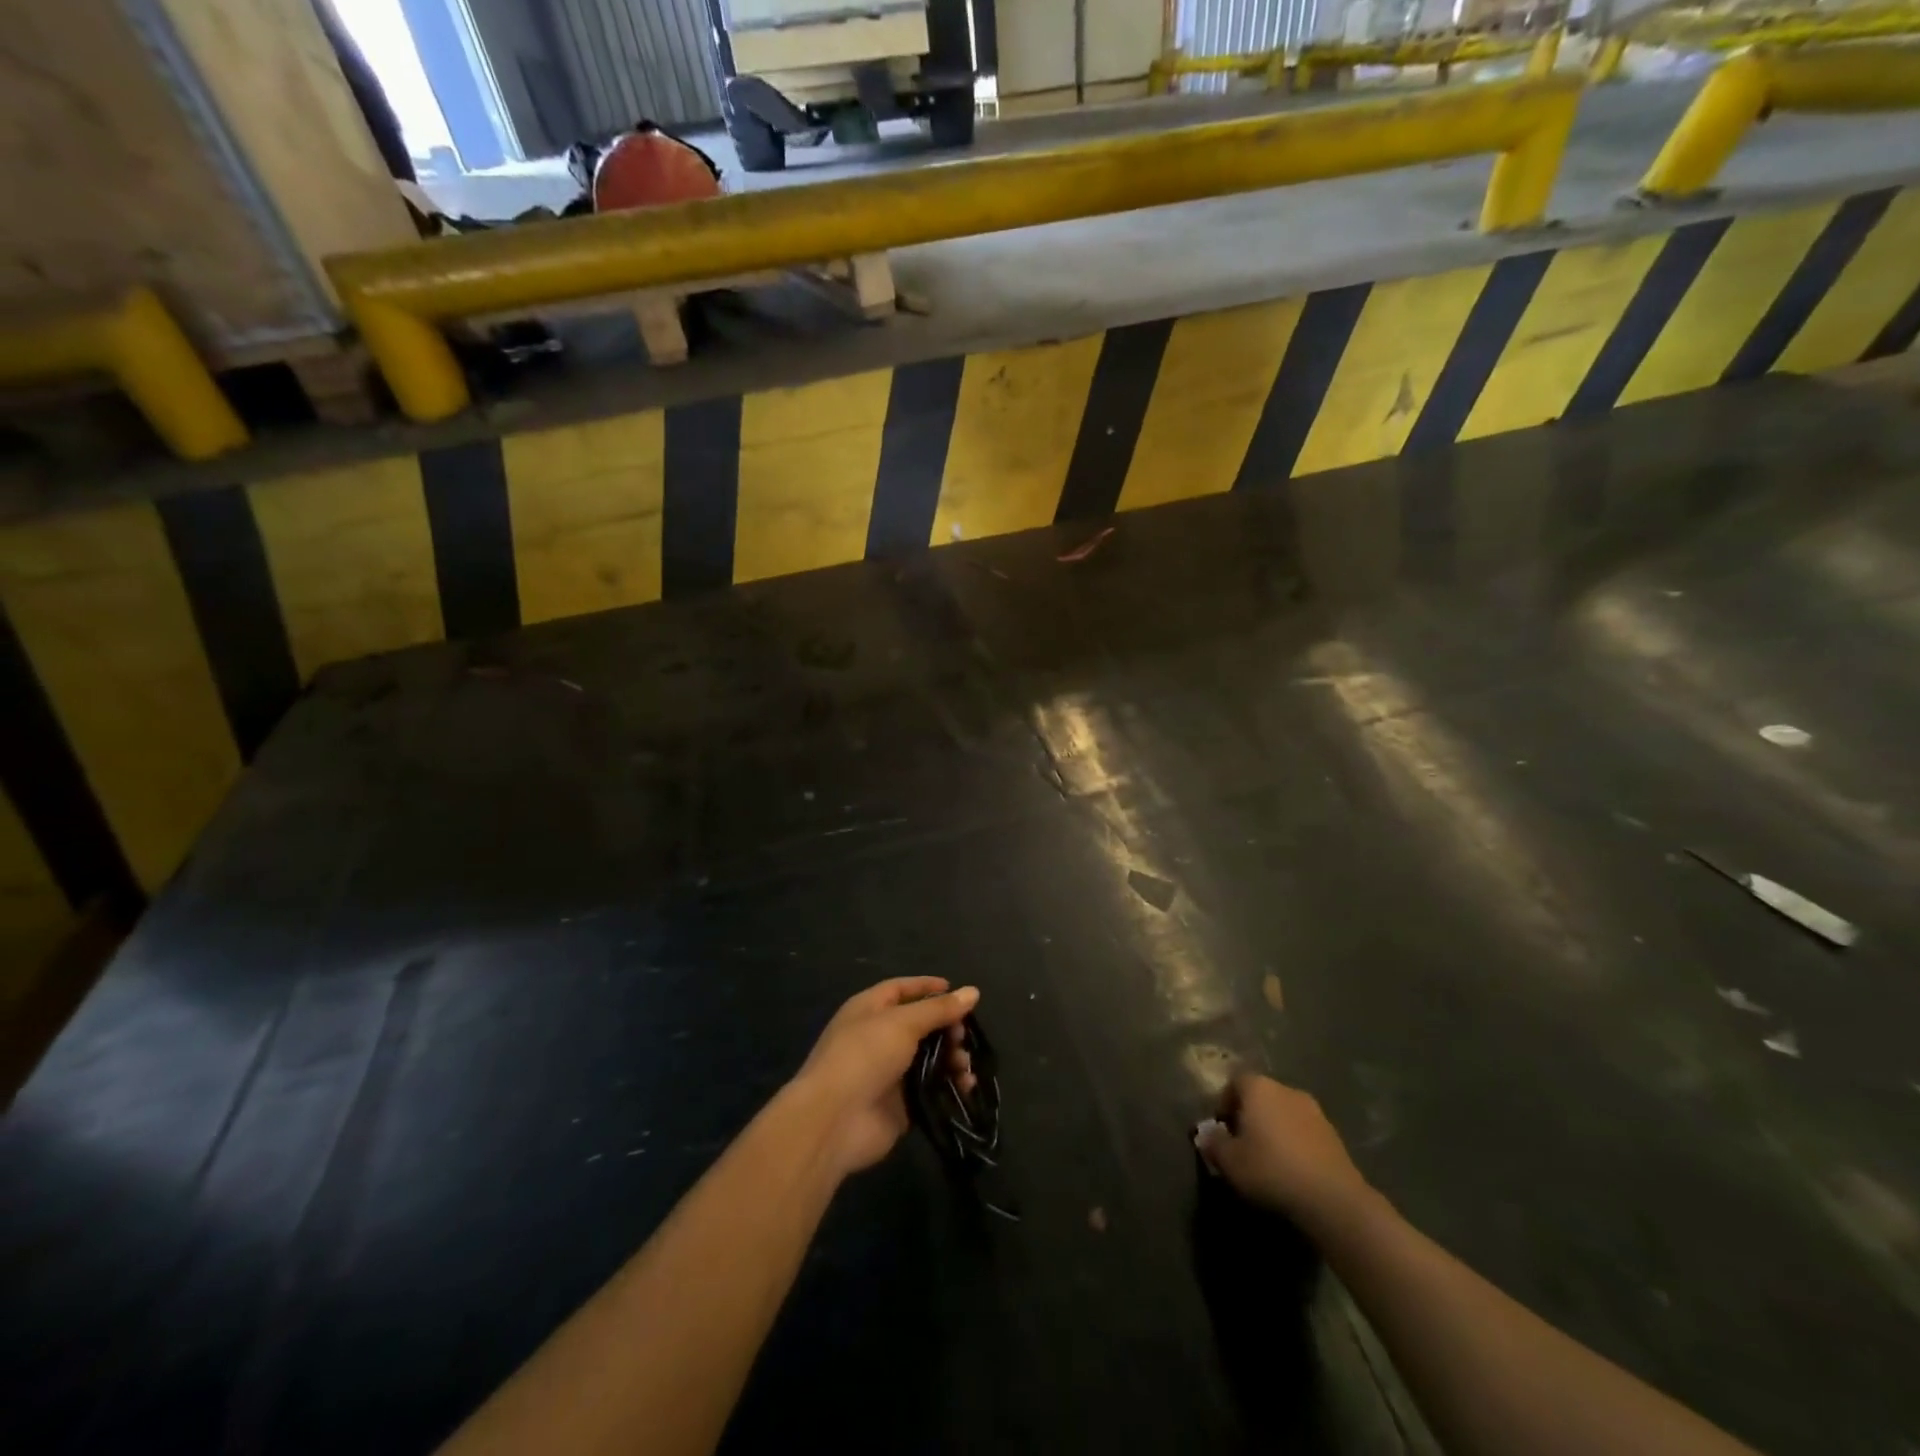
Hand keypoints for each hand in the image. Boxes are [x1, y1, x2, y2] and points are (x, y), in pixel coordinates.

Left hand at [791, 977, 978, 1177]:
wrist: (834, 1120)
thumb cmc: (865, 1055)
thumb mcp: (903, 1023)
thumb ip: (939, 1009)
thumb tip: (973, 991)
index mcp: (870, 1009)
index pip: (901, 989)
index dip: (927, 987)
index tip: (957, 991)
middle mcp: (878, 1037)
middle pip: (920, 1025)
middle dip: (946, 1028)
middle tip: (963, 1036)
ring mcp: (889, 1073)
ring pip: (929, 1058)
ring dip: (952, 1058)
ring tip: (964, 1065)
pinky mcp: (900, 1105)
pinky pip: (931, 1089)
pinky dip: (950, 1086)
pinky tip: (966, 1087)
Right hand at [1197, 1073, 1371, 1231]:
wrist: (1333, 1199)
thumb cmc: (1271, 1170)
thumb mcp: (1230, 1161)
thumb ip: (1213, 1144)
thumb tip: (1206, 1135)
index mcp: (1258, 1087)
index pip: (1235, 1082)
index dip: (1224, 1103)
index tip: (1221, 1129)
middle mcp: (1286, 1090)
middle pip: (1261, 1096)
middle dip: (1250, 1115)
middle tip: (1242, 1144)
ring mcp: (1314, 1111)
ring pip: (1284, 1113)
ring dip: (1274, 1129)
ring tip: (1268, 1159)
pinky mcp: (1334, 1135)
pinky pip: (1304, 1131)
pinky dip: (1295, 1144)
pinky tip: (1292, 1169)